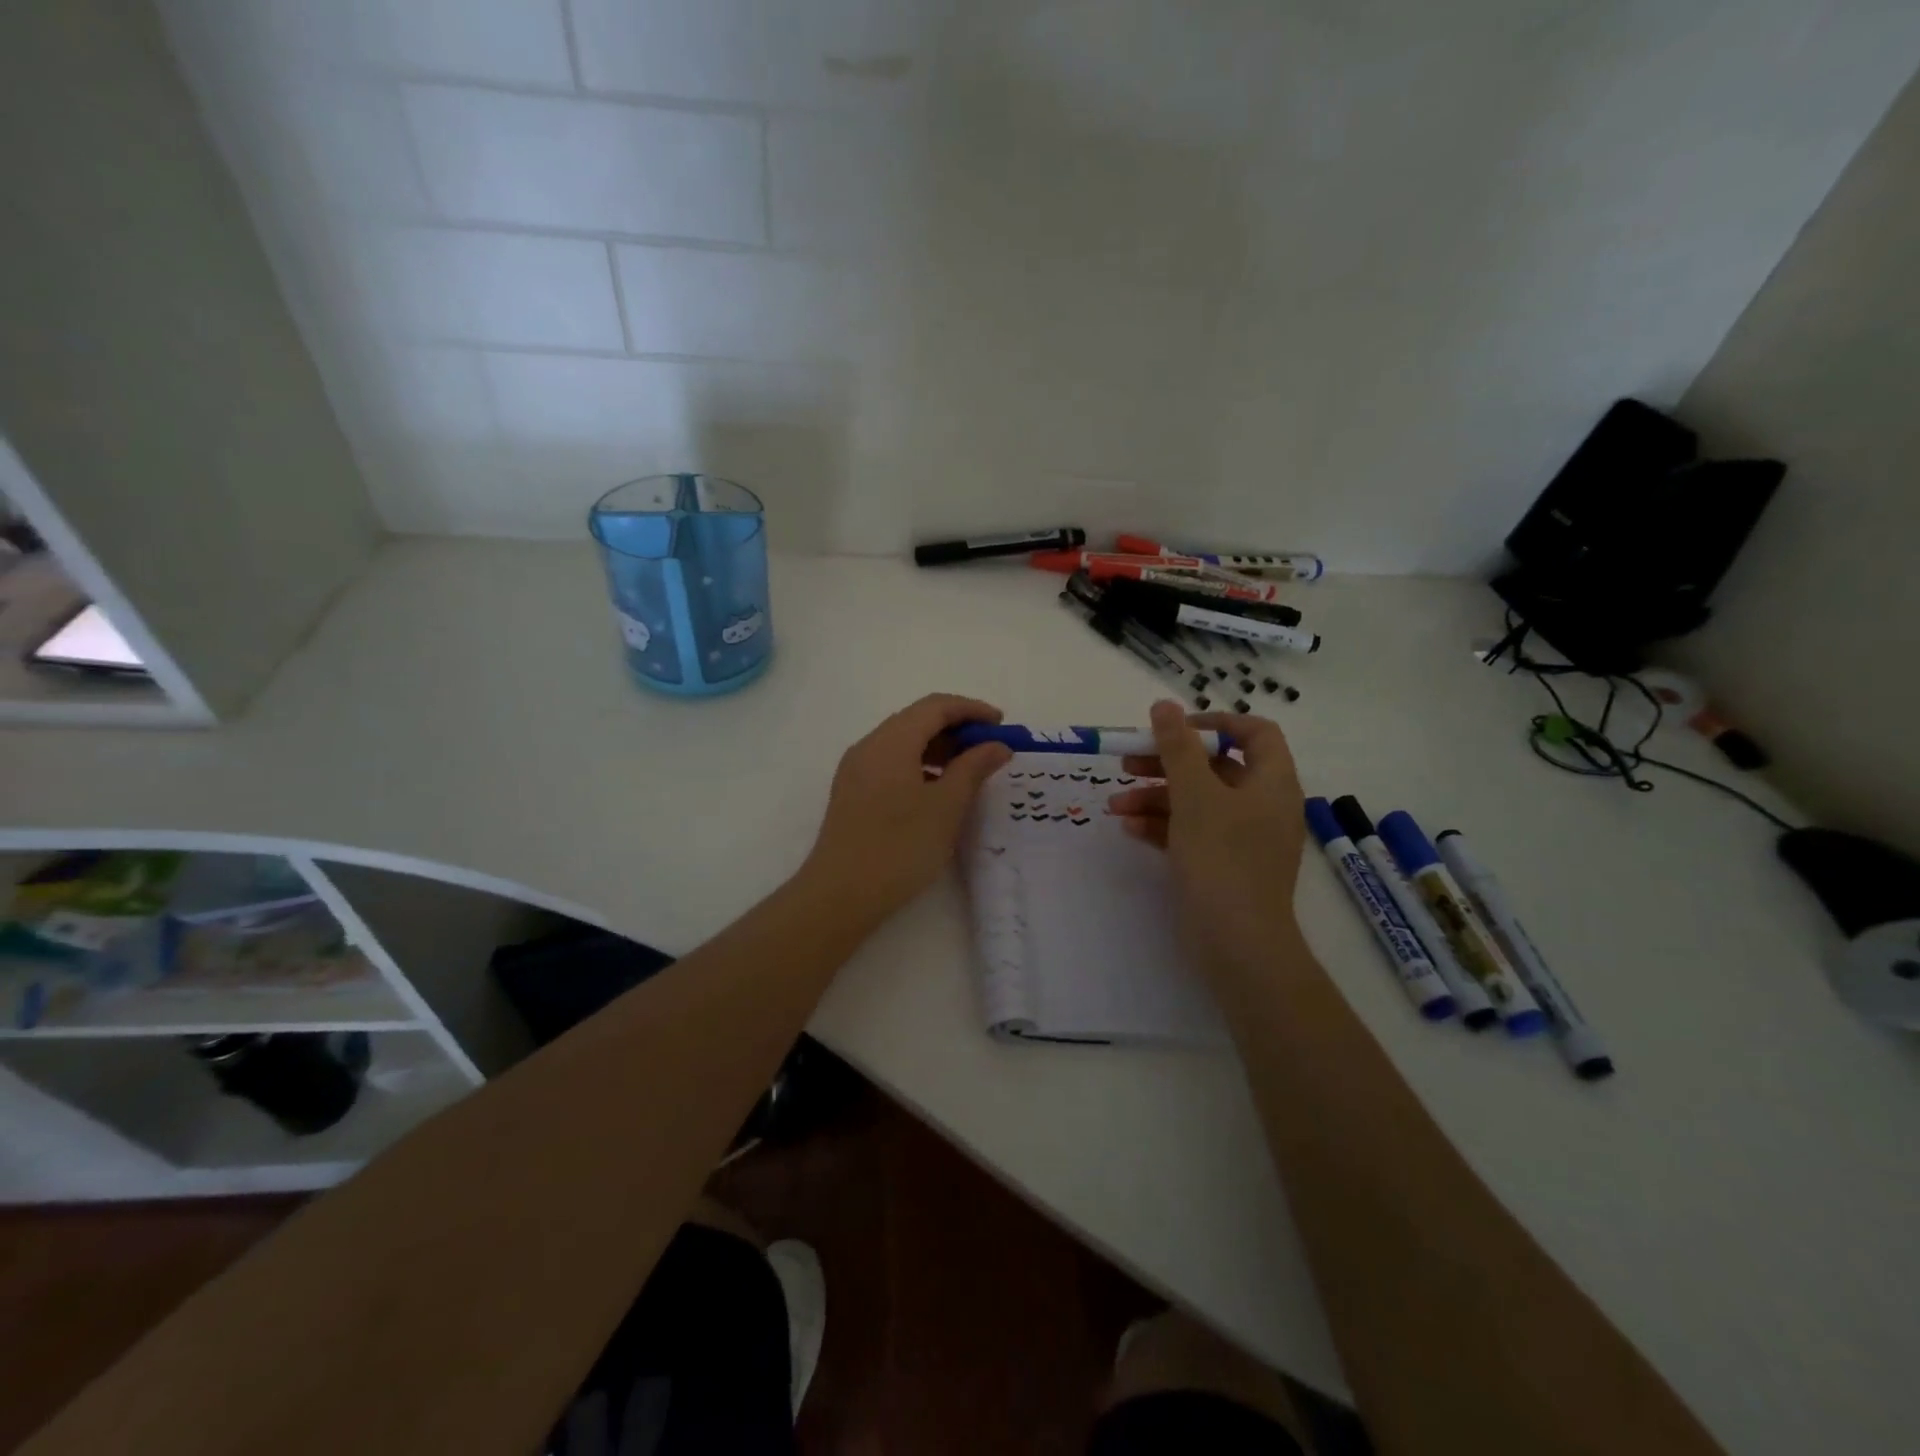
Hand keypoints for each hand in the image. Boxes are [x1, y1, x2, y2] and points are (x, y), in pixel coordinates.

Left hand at [803, 693, 1012, 919]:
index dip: (971, 709)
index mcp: (891, 741)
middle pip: (917, 719)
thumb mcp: (946, 807)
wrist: (841, 894)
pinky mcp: (852, 791)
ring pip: (903, 742)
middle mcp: (869, 745)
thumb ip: (973, 768)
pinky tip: (937, 789)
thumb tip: (996, 745)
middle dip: (956, 727)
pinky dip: (919, 764)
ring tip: (969, 770)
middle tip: (989, 748)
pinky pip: (891, 762)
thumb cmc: (899, 847)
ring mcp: (856, 769)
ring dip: (938, 747)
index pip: (935, 706)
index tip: (1001, 724)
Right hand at [1108, 699, 1307, 977]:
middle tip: (1126, 762)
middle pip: (1214, 767)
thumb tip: (1164, 705)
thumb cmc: (1221, 857)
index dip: (1214, 723)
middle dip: (1167, 763)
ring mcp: (1243, 838)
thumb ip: (1177, 746)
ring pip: (1197, 801)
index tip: (1173, 729)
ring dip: (1155, 797)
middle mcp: (1262, 805)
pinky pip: (1192, 832)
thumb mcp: (1194, 795)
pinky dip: (1163, 826)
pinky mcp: (1224, 865)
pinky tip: (1130, 829)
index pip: (1254, 733)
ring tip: (1114, 805)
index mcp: (1271, 781)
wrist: (1237, 942)